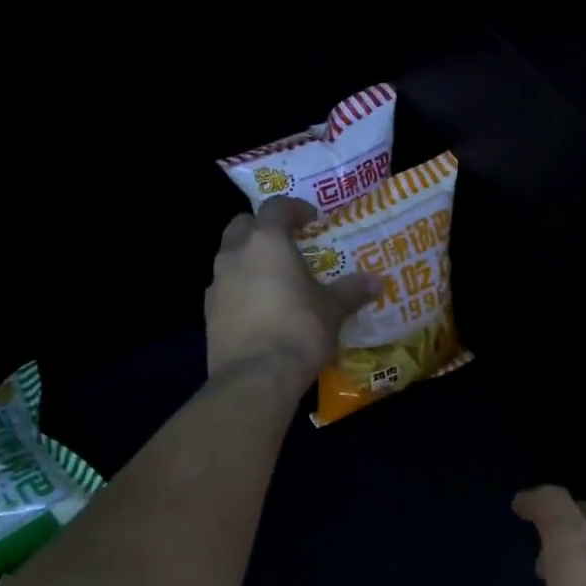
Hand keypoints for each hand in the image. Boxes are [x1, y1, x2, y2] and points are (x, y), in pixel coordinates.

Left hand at [206, 198, 378, 384]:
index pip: (276, 207)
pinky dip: (240, 289)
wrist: (255, 377)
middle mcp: (235, 254)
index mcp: (267, 242)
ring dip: (249, 260)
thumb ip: (352, 291)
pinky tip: (259, 309)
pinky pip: (225, 288)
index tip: (311, 219)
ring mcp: (217, 283)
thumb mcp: (333, 311)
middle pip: (243, 225)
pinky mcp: (208, 312)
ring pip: (230, 257)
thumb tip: (377, 281)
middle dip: (262, 229)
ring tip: (275, 279)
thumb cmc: (299, 331)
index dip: (295, 209)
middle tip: (287, 244)